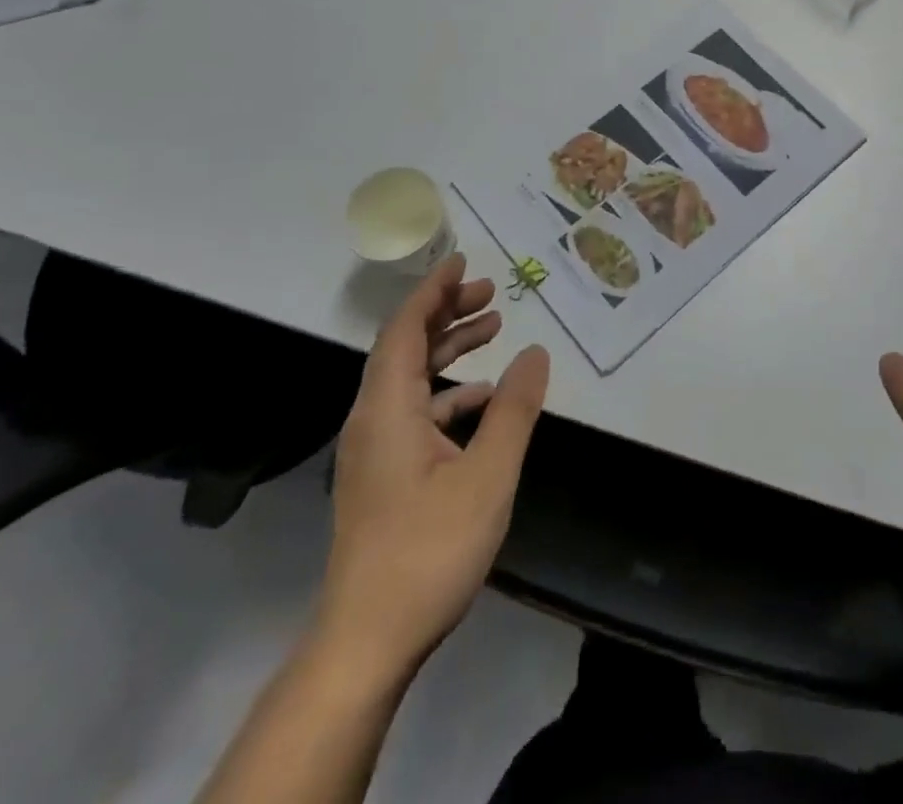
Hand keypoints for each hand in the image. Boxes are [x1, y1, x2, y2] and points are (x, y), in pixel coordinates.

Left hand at [319, 255, 549, 667]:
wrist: (367, 641)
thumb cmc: (428, 551)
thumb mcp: (488, 476)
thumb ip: (515, 409)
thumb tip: (536, 352)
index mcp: (387, 409)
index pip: (405, 328)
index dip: (433, 290)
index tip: (463, 261)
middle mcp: (373, 419)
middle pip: (405, 346)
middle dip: (446, 312)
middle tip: (490, 292)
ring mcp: (375, 449)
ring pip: (410, 379)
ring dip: (448, 350)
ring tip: (493, 330)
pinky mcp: (382, 475)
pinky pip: (414, 411)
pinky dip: (448, 392)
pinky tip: (485, 401)